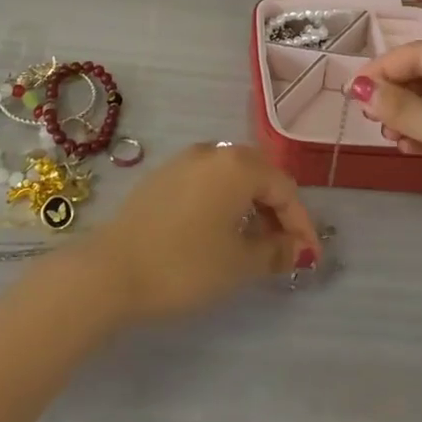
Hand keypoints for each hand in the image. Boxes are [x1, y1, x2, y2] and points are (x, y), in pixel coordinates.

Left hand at [78, 143, 321, 322]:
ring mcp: (185, 160)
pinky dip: (224, 202)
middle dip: (278, 210)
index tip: (309, 258)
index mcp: (237, 165)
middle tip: (285, 249)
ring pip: (232, 176)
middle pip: (260, 174)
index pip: (284, 188)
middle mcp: (214, 151)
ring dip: (251, 205)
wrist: (112, 269)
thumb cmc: (184, 264)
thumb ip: (275, 251)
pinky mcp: (164, 175)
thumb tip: (297, 249)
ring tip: (256, 243)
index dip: (301, 224)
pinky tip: (221, 231)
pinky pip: (208, 181)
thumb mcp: (239, 264)